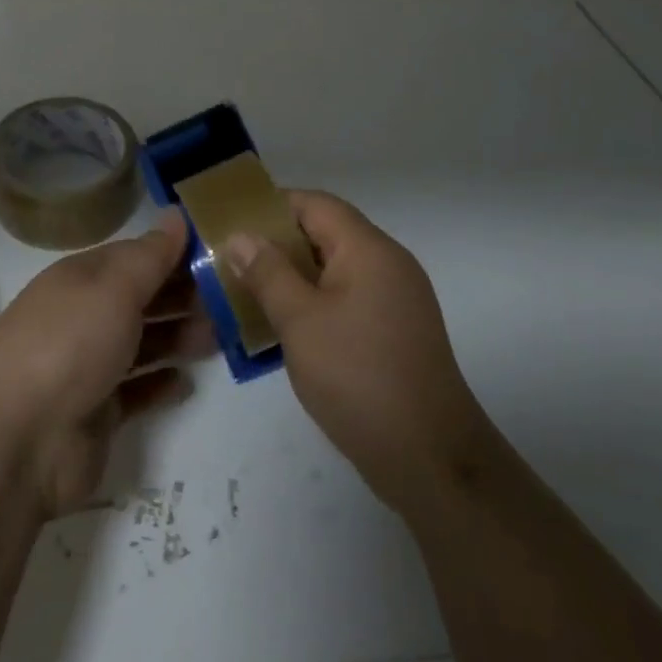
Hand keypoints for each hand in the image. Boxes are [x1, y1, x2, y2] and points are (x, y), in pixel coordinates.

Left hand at [0, 211, 214, 517]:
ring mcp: (88, 366)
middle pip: (141, 299)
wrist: (17, 440)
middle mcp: (84, 316)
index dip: (175, 253)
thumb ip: (151, 255)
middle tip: (232, 298)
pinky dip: (160, 384)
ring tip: (219, 337)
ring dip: (178, 337)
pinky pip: (137, 391)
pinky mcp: (97, 413)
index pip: (135, 256)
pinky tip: (187, 382)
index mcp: (82, 278)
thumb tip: (177, 215)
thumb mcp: (114, 287)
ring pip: (143, 343)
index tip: (221, 253)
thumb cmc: (69, 344)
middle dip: (183, 296)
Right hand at [226, 191, 493, 515]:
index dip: (272, 206)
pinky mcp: (395, 331)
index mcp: (368, 249)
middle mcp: (387, 263)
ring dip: (292, 277)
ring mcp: (395, 299)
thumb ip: (268, 273)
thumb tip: (241, 236)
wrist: (430, 458)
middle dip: (277, 245)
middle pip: (325, 234)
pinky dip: (314, 303)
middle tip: (231, 262)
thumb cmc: (358, 376)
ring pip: (334, 270)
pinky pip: (347, 299)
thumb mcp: (300, 321)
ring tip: (247, 295)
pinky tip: (283, 329)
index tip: (232, 224)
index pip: (315, 204)